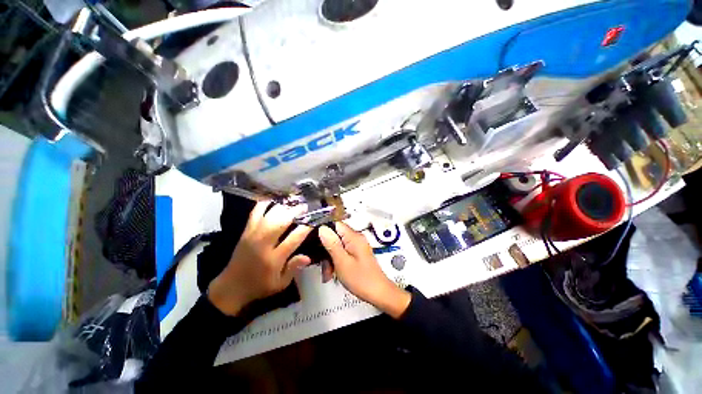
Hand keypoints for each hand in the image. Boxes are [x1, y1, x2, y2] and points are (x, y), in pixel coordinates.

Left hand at [208, 201, 312, 315]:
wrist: (231, 287)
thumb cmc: (260, 286)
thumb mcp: (280, 284)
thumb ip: (294, 268)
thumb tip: (308, 257)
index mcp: (274, 259)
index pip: (294, 238)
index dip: (306, 227)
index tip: (314, 220)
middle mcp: (263, 244)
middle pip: (281, 221)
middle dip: (295, 211)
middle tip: (305, 206)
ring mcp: (253, 235)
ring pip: (269, 214)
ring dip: (283, 206)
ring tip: (294, 202)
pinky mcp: (246, 231)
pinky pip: (255, 213)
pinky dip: (264, 204)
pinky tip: (274, 200)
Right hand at [318, 223, 410, 318]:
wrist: (378, 293)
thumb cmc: (361, 279)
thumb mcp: (342, 262)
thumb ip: (332, 244)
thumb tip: (322, 228)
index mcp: (354, 237)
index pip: (335, 224)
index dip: (323, 231)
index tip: (314, 242)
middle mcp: (356, 238)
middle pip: (335, 236)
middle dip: (326, 250)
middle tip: (321, 265)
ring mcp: (357, 246)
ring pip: (337, 246)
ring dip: (330, 258)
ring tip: (328, 274)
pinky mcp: (357, 254)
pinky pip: (342, 253)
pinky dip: (336, 262)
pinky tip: (333, 274)